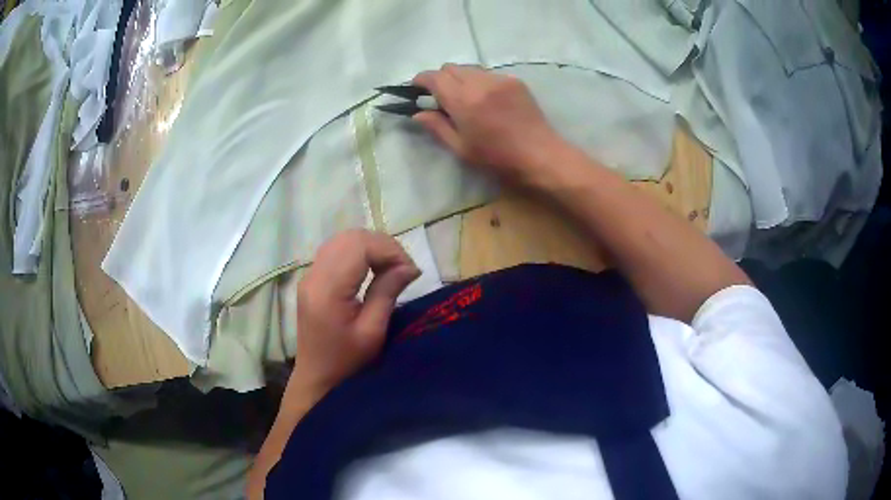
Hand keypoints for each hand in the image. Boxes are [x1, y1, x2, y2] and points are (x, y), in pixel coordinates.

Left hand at [291, 230, 419, 399]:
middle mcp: (314, 275)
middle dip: (382, 245)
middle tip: (403, 268)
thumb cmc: (347, 362)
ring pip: (343, 239)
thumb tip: (409, 266)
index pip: (359, 245)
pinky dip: (358, 252)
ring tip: (390, 268)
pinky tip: (372, 268)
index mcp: (327, 290)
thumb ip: (387, 292)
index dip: (389, 250)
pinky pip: (336, 250)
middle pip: (350, 237)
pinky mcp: (311, 278)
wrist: (317, 377)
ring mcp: (310, 275)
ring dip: (371, 246)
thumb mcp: (373, 332)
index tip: (410, 271)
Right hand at [413, 64, 567, 185]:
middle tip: (440, 98)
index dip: (421, 80)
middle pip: (451, 68)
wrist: (540, 155)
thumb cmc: (498, 158)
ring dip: (460, 79)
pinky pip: (488, 74)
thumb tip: (417, 114)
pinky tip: (486, 100)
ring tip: (464, 99)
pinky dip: (479, 82)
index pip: (434, 77)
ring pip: (470, 69)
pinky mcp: (515, 81)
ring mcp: (500, 79)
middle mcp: (480, 83)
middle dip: (440, 78)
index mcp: (464, 101)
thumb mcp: (462, 148)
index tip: (416, 89)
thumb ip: (437, 127)